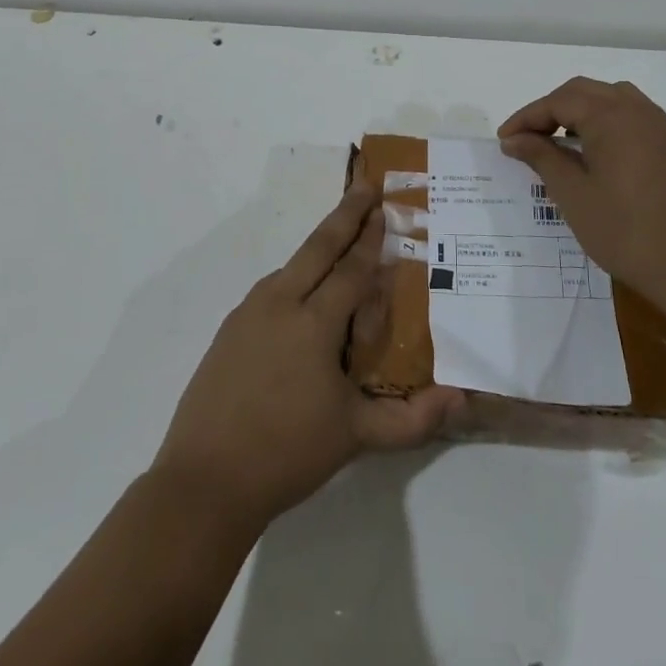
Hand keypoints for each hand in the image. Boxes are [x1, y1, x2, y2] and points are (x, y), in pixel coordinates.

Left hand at [151, 183, 462, 532]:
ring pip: (291, 266)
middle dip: (345, 214)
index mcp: (313, 321)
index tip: (385, 206)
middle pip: (318, 247)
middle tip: (366, 184)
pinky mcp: (229, 331)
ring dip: (318, 247)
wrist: (204, 480)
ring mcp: (248, 314)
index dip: (372, 239)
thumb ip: (412, 418)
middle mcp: (279, 303)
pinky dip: (294, 278)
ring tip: (341, 240)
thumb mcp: (356, 436)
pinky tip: (301, 297)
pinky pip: (271, 290)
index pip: (351, 269)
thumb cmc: (286, 452)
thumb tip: (462, 400)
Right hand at [498, 77, 665, 307]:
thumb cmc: (622, 230)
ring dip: (577, 111)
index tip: (503, 140)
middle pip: (583, 92)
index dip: (527, 118)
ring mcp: (656, 125)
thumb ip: (541, 157)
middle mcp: (636, 109)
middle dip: (549, 110)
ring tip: (555, 139)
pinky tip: (589, 150)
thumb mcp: (572, 193)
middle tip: (524, 138)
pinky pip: (627, 114)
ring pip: (608, 98)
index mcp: (611, 116)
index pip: (558, 102)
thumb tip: (514, 139)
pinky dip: (601, 121)